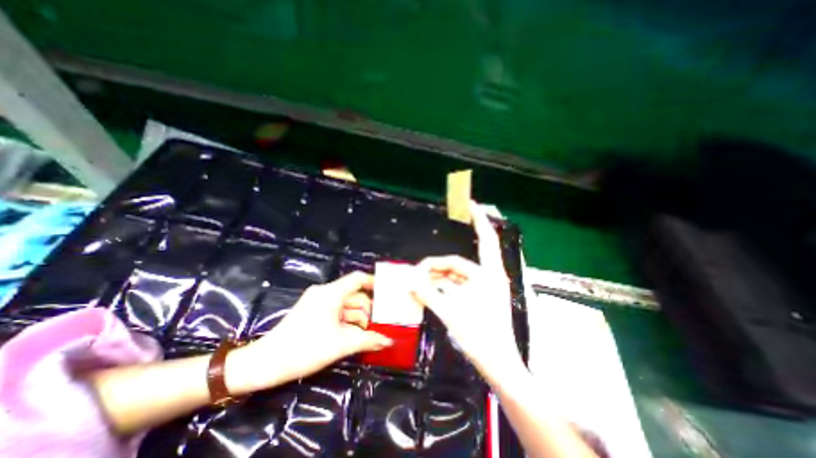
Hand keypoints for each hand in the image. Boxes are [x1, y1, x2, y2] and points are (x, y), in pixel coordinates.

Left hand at [233, 273, 391, 390]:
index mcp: (331, 293)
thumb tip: (389, 341)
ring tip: (369, 333)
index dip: (374, 282)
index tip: (388, 292)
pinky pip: (337, 312)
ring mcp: (318, 302)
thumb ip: (367, 340)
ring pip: (346, 305)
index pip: (357, 279)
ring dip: (358, 318)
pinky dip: (347, 322)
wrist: (265, 364)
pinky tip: (355, 335)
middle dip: (368, 309)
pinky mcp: (313, 312)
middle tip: (382, 322)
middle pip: (354, 294)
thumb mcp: (340, 344)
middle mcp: (325, 293)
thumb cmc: (304, 349)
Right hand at [412, 204, 519, 381]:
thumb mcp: (451, 313)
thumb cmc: (480, 338)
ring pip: (455, 276)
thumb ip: (428, 293)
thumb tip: (409, 279)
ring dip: (437, 278)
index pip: (484, 239)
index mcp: (489, 275)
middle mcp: (488, 277)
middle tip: (418, 269)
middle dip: (437, 265)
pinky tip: (429, 291)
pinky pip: (456, 286)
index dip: (478, 220)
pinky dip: (443, 287)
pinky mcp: (478, 298)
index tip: (470, 204)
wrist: (498, 365)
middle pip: (458, 263)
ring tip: (418, 283)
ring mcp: (483, 288)